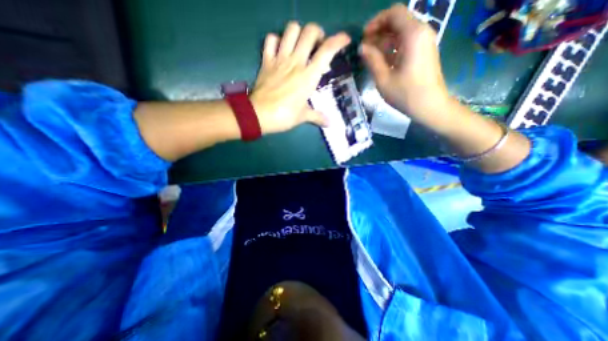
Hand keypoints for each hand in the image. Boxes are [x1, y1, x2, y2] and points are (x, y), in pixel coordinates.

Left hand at [249, 21, 348, 134]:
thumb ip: (317, 117)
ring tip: (300, 45)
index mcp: (308, 76)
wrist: (258, 115)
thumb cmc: (284, 116)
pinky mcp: (266, 61)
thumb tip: (329, 124)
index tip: (345, 40)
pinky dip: (277, 40)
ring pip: (291, 30)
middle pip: (310, 32)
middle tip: (317, 46)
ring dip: (299, 33)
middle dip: (317, 34)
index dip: (339, 40)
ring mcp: (280, 59)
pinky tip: (280, 50)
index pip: (327, 50)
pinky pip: (271, 40)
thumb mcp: (303, 117)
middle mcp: (296, 62)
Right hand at [360, 3, 449, 126]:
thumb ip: (372, 60)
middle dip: (379, 32)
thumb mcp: (384, 78)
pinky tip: (382, 61)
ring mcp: (424, 42)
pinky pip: (406, 43)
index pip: (394, 13)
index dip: (376, 22)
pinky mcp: (424, 52)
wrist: (430, 106)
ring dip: (384, 41)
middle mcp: (422, 32)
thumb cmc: (406, 94)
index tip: (364, 37)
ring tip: (370, 56)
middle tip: (364, 48)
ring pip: (401, 33)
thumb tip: (361, 47)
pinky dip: (393, 48)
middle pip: (398, 21)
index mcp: (413, 35)